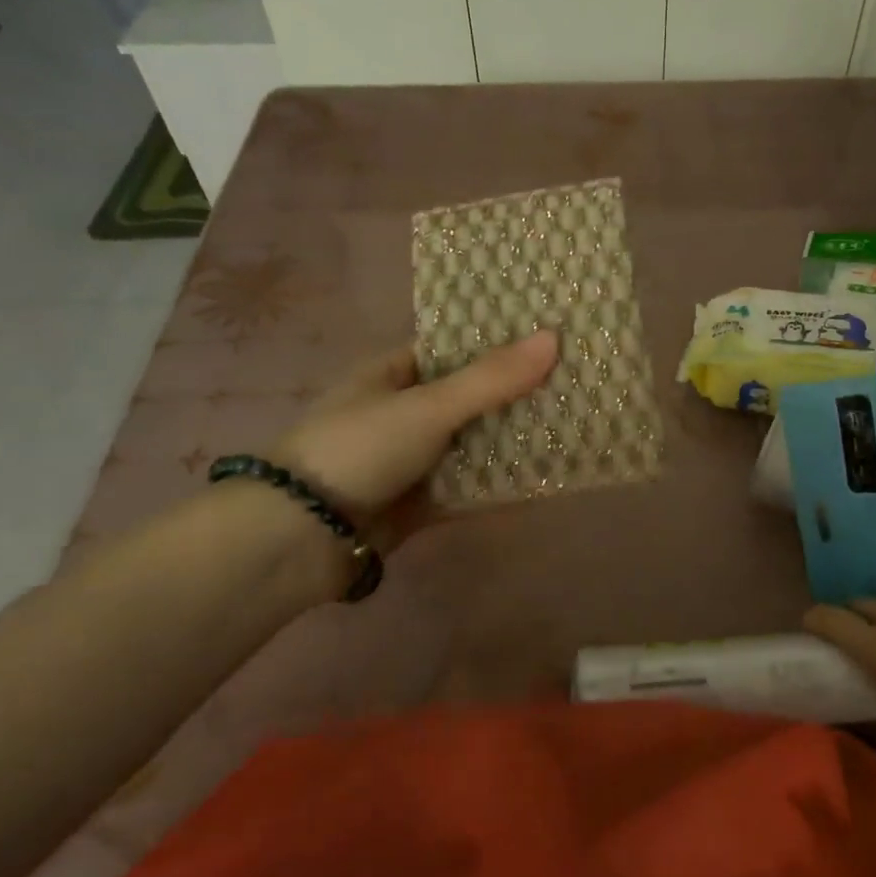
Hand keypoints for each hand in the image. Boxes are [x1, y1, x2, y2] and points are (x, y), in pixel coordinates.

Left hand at [274, 333, 558, 548]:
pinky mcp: (418, 501)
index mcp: (392, 374)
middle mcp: (403, 411)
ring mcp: (411, 458)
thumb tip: (554, 339)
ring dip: (511, 439)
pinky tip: (544, 477)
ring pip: (472, 442)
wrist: (299, 538)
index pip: (453, 348)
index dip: (499, 342)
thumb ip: (491, 379)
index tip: (550, 337)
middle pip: (469, 396)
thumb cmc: (358, 450)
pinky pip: (468, 485)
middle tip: (576, 383)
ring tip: (573, 425)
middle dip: (515, 394)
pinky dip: (498, 482)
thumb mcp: (427, 407)